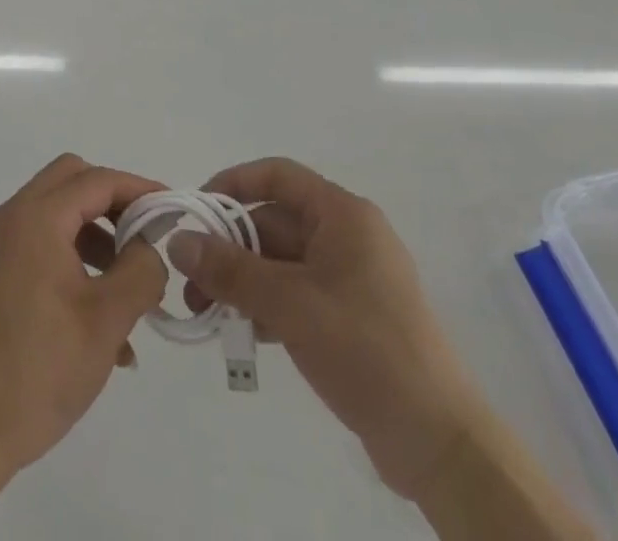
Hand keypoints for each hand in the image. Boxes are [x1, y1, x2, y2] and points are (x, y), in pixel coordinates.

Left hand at [0, 154, 165, 477]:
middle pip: (72, 181)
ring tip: (129, 287)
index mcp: (36, 218)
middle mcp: (11, 217)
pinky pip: (41, 244)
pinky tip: (100, 317)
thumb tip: (149, 246)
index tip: (171, 210)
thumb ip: (140, 270)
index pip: (97, 180)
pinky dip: (73, 259)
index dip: (138, 189)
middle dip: (114, 202)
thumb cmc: (40, 370)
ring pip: (57, 213)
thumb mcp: (107, 320)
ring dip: (96, 235)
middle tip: (145, 235)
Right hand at [169, 158, 486, 499]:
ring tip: (204, 314)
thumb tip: (178, 241)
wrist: (439, 442)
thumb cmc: (364, 349)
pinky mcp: (351, 317)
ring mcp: (351, 278)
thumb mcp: (289, 304)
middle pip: (274, 223)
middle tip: (189, 281)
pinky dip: (266, 306)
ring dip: (242, 282)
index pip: (278, 176)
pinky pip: (297, 294)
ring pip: (282, 262)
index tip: (195, 211)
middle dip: (229, 248)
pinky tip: (241, 334)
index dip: (233, 185)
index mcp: (342, 215)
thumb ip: (230, 270)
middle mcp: (347, 236)